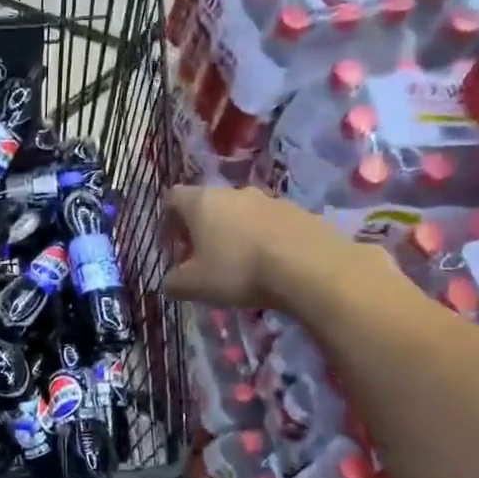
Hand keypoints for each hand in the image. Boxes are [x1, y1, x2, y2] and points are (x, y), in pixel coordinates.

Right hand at [163, 186, 407, 323]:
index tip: (172, 245)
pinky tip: (268, 265)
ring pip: (241, 213)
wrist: (310, 267)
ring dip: (234, 233)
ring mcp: (269, 199)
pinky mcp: (299, 212)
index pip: (173, 197)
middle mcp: (234, 192)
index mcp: (202, 202)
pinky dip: (263, 240)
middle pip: (209, 204)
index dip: (168, 220)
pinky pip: (270, 224)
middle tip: (203, 258)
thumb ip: (174, 282)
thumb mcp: (194, 285)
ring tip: (239, 264)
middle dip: (202, 229)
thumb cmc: (238, 270)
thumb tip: (170, 282)